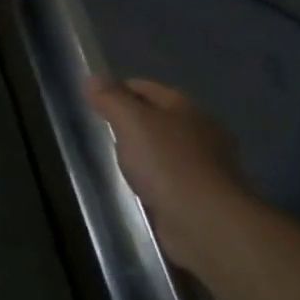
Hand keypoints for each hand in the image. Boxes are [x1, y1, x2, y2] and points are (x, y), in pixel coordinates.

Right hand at [83, 77, 260, 271]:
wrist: (207, 222)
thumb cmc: (167, 164)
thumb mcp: (131, 123)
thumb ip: (111, 98)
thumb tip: (93, 76)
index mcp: (186, 107)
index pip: (144, 87)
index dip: (117, 91)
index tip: (92, 104)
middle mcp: (201, 130)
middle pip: (157, 116)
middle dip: (131, 121)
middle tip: (101, 132)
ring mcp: (206, 164)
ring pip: (164, 147)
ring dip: (144, 151)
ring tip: (116, 160)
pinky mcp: (203, 194)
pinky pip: (171, 175)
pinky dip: (155, 177)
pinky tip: (140, 186)